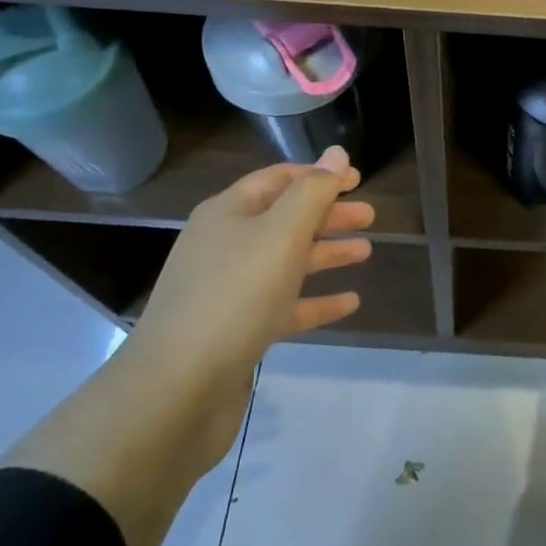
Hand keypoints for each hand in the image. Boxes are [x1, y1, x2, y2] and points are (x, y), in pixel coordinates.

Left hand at [126, 146, 374, 388]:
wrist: (176, 392)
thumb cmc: (234, 297)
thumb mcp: (281, 234)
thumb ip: (313, 192)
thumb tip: (336, 152)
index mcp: (229, 213)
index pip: (279, 179)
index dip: (319, 175)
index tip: (357, 179)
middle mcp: (225, 245)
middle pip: (285, 219)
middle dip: (328, 214)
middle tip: (370, 216)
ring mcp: (228, 290)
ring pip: (287, 261)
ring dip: (326, 253)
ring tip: (366, 252)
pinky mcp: (236, 332)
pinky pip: (284, 306)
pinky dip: (316, 301)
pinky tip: (350, 303)